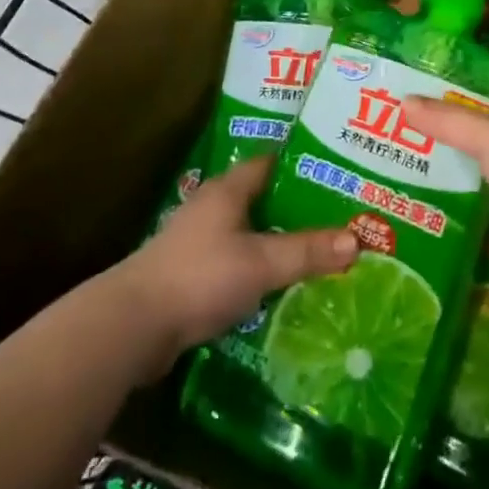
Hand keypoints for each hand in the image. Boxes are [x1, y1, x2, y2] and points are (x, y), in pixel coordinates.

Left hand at [119, 156, 356, 364]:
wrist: (133, 326)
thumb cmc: (200, 277)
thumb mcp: (261, 263)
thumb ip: (306, 251)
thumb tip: (356, 239)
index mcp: (227, 190)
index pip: (269, 163)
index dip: (300, 165)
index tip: (333, 173)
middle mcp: (211, 208)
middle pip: (260, 199)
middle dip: (294, 208)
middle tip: (335, 217)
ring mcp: (196, 243)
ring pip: (247, 234)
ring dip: (275, 242)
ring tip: (315, 253)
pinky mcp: (189, 277)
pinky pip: (233, 264)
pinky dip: (256, 271)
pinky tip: (278, 289)